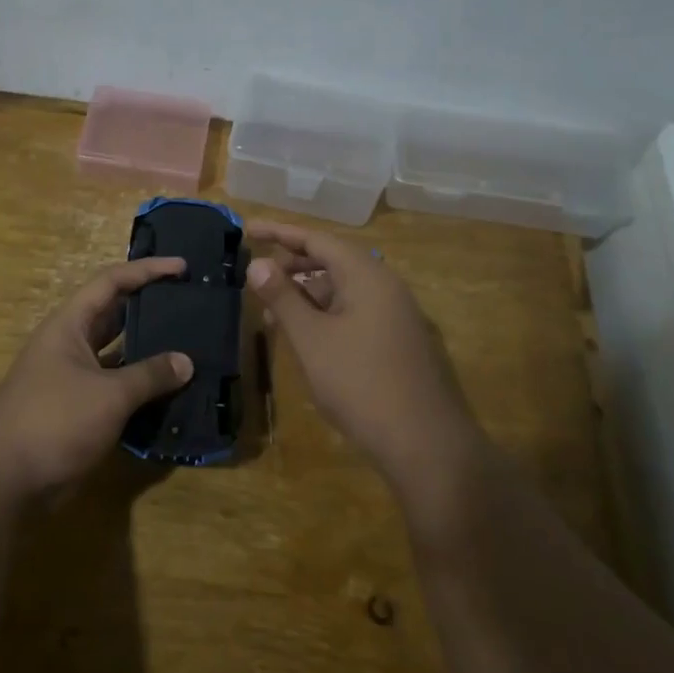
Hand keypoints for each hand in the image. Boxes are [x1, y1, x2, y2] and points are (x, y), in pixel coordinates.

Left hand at [0, 257, 194, 497]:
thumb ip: (149, 375)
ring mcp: (72, 379)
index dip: (147, 270)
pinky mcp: (77, 411)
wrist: (3, 482)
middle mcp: (69, 345)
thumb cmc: (54, 422)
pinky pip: (115, 387)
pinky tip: (170, 391)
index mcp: (69, 325)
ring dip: (148, 351)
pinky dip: (140, 387)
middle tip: (190, 304)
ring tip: (189, 344)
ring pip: (117, 354)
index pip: (111, 282)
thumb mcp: (109, 395)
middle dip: (150, 307)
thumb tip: (186, 362)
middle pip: (114, 315)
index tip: (183, 268)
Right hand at [246, 221, 480, 495]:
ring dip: (307, 293)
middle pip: (332, 260)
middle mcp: (385, 286)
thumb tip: (257, 263)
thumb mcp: (312, 340)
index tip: (247, 228)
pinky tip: (306, 336)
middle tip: (257, 274)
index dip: (280, 232)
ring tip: (273, 311)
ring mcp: (396, 314)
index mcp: (367, 275)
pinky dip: (325, 313)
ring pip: (343, 288)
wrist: (426, 444)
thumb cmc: (361, 384)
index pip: (317, 239)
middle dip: (292, 264)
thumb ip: (283, 297)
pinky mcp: (398, 340)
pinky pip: (355, 311)